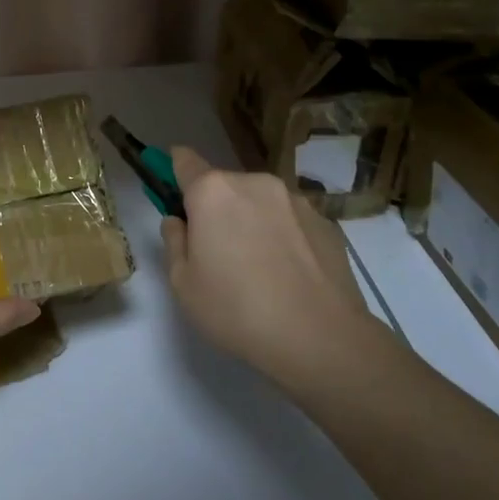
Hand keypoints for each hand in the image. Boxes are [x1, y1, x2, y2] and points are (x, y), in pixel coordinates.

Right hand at [160, 148, 375, 392]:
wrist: (322, 339)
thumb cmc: (237, 310)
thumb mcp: (183, 284)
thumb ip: (174, 242)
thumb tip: (179, 222)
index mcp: (213, 192)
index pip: (184, 161)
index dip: (174, 170)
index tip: (173, 191)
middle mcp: (254, 183)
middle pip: (224, 185)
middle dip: (216, 208)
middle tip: (217, 252)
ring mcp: (295, 200)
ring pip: (260, 202)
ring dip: (252, 221)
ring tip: (259, 269)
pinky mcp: (325, 222)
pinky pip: (290, 221)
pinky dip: (283, 237)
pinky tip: (288, 276)